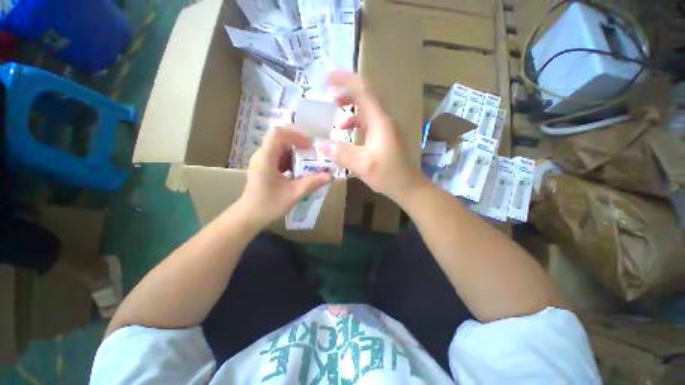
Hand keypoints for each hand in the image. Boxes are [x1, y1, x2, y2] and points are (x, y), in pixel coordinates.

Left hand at [238, 127, 331, 227]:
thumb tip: (330, 176)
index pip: (278, 133)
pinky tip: (299, 173)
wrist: (249, 217)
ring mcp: (262, 162)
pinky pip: (279, 159)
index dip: (295, 135)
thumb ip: (311, 183)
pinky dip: (291, 163)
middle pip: (281, 140)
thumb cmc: (268, 205)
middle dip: (299, 146)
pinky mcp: (264, 168)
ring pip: (281, 149)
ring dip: (296, 155)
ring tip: (309, 165)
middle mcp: (262, 156)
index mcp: (266, 158)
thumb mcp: (293, 194)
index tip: (309, 146)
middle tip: (313, 156)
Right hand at [319, 72, 426, 201]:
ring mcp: (386, 128)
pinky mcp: (385, 136)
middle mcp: (384, 120)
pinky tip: (347, 132)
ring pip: (367, 109)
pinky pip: (368, 122)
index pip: (364, 91)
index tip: (328, 78)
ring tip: (336, 111)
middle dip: (347, 91)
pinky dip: (356, 123)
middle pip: (366, 96)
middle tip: (329, 92)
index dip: (346, 81)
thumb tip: (321, 144)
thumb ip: (342, 153)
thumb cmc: (388, 175)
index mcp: (381, 122)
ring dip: (351, 107)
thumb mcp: (362, 165)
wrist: (408, 186)